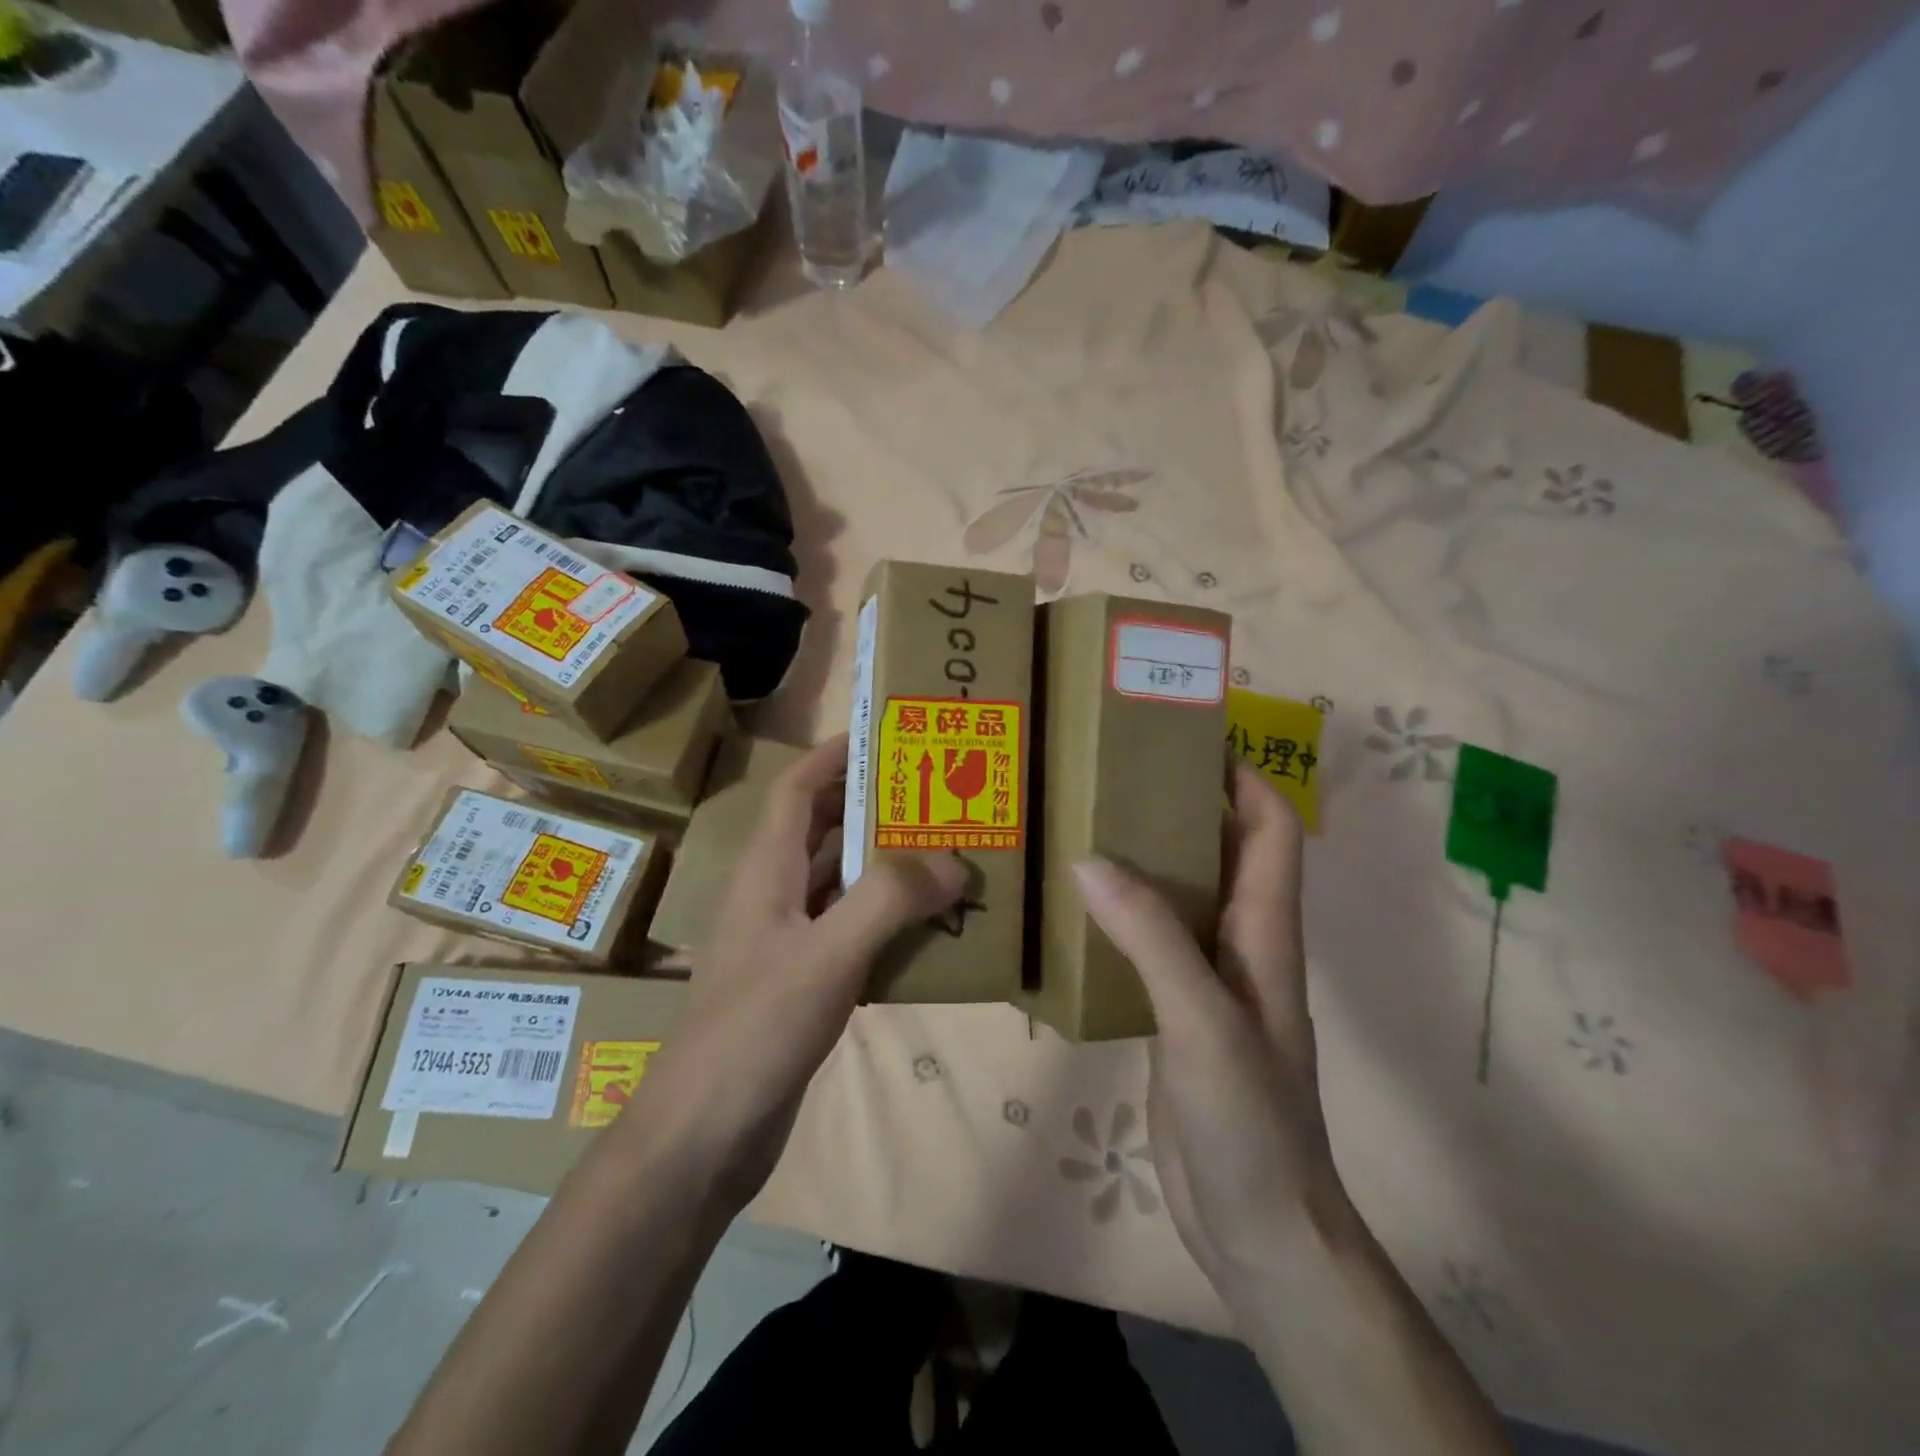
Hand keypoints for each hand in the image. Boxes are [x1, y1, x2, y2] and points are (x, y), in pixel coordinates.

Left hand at [631, 734, 966, 1210]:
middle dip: (875, 806)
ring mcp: (789, 941)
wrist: (706, 1135)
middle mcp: (775, 895)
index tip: (885, 736)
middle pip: (824, 830)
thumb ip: (888, 901)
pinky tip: (933, 929)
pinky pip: (853, 932)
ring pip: (843, 883)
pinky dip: (889, 920)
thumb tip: (953, 860)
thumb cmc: (755, 1030)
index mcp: (767, 871)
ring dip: (888, 866)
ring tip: (949, 852)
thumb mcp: (826, 956)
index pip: (796, 789)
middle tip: (938, 794)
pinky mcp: (805, 982)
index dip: (833, 756)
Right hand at [1073, 763, 1348, 1293]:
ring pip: (1179, 895)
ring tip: (1082, 823)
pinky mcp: (1174, 1011)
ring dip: (1142, 857)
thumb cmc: (1250, 1118)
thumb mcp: (1202, 1018)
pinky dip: (1118, 913)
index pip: (1270, 828)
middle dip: (1179, 803)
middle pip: (1219, 850)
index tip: (1188, 736)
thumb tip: (1091, 857)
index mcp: (1264, 930)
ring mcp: (1206, 979)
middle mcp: (1239, 942)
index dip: (1242, 775)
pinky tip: (1073, 907)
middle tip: (1111, 773)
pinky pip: (1148, 942)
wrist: (1258, 1226)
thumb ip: (1151, 936)